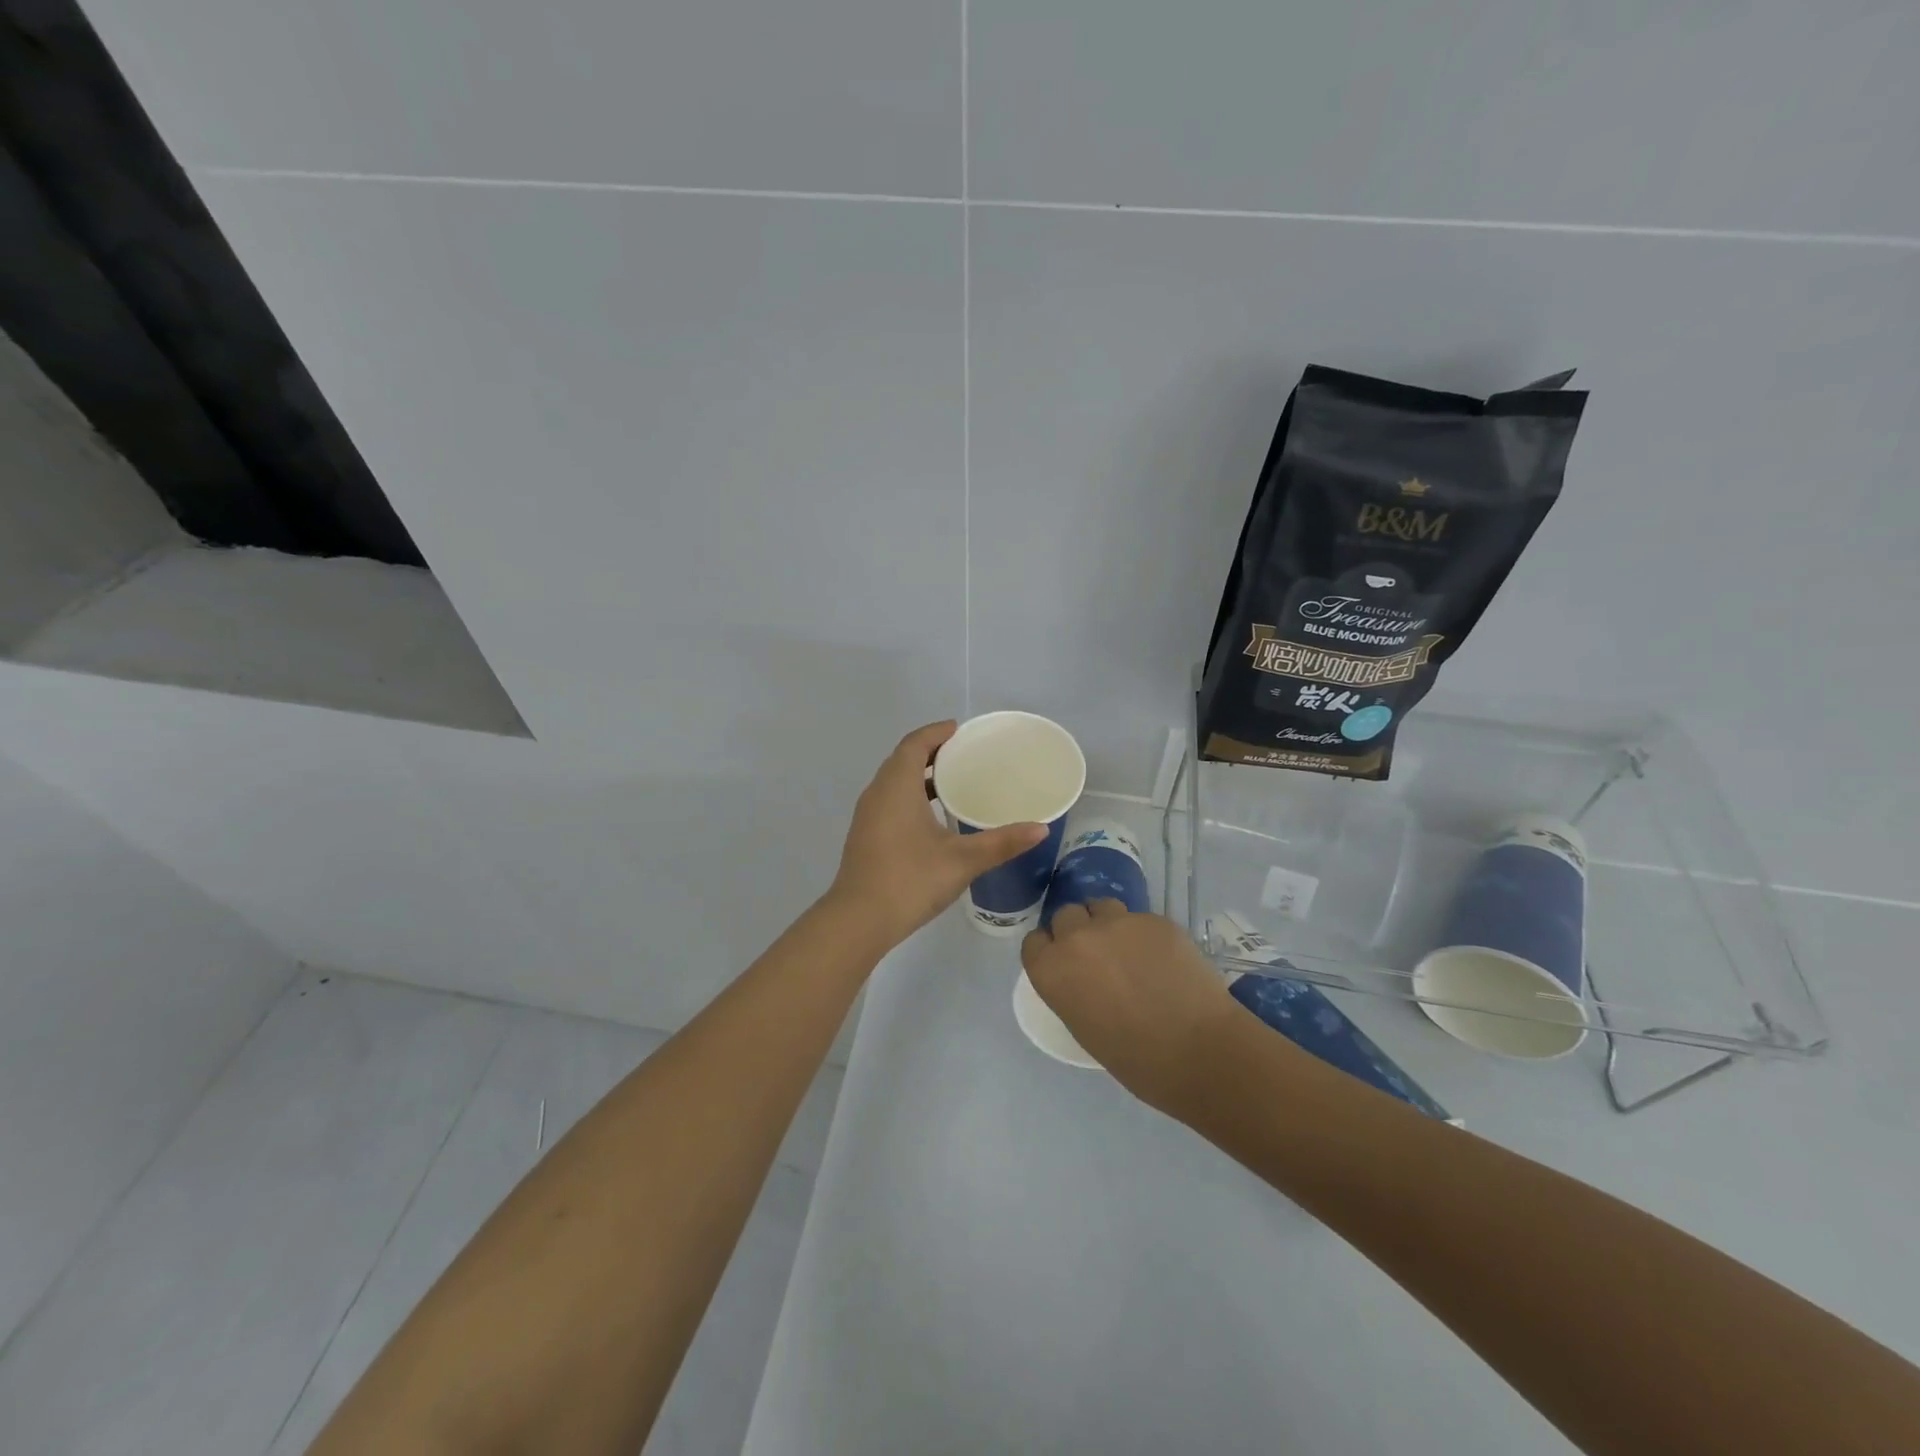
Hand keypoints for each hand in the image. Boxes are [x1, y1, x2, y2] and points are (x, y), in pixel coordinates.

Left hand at [827, 721, 1048, 949]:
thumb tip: (1041, 829)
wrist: (858, 920)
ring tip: (954, 782)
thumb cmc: (910, 880)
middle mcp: (878, 793)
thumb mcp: (963, 860)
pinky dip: (911, 796)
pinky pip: (889, 801)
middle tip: (964, 753)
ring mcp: (868, 816)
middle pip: (903, 759)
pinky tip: (933, 818)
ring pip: (894, 782)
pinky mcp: (866, 836)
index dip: (936, 732)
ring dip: (920, 775)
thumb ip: (1002, 842)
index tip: (960, 730)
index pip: (915, 744)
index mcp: (897, 786)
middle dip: (931, 751)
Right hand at [1022, 903, 1236, 1114]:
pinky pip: (1140, 919)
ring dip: (1108, 923)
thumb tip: (1083, 976)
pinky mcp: (1153, 919)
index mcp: (1051, 969)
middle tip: (1099, 956)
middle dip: (1078, 930)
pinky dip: (1145, 935)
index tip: (1066, 963)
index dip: (1050, 950)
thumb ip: (1072, 988)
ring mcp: (1117, 922)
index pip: (1035, 941)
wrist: (1197, 1051)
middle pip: (1066, 915)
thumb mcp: (1083, 1026)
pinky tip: (1164, 959)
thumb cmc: (1135, 1060)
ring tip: (1130, 950)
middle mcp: (1077, 937)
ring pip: (1102, 907)